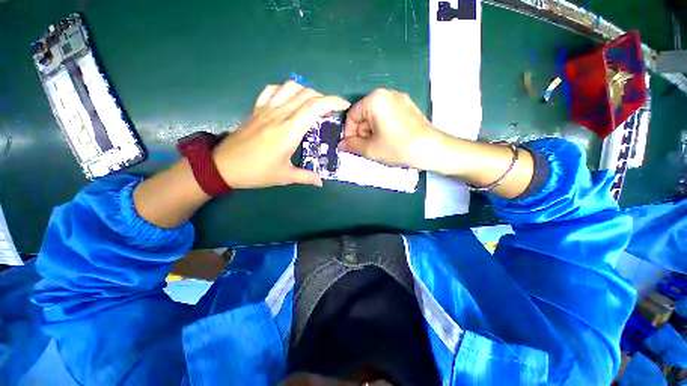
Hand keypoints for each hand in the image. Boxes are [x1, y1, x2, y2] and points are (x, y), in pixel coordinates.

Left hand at [212, 81, 349, 188]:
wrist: (223, 166)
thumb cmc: (256, 172)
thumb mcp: (284, 177)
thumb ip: (306, 177)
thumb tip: (321, 182)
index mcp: (289, 132)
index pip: (314, 107)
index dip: (332, 102)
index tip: (343, 106)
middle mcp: (279, 115)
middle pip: (306, 95)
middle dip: (324, 98)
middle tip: (332, 110)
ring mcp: (266, 109)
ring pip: (290, 88)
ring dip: (307, 92)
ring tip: (314, 104)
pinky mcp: (256, 109)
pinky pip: (273, 90)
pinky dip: (286, 90)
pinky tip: (290, 99)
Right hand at [338, 89, 442, 169]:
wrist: (430, 149)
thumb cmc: (397, 147)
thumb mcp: (371, 149)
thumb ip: (352, 145)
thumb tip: (341, 145)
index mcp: (375, 100)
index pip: (352, 115)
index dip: (349, 132)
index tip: (352, 146)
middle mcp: (386, 93)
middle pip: (364, 114)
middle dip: (362, 132)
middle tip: (368, 147)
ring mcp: (399, 98)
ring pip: (375, 115)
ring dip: (372, 131)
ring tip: (380, 144)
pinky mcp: (407, 106)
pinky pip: (387, 114)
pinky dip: (383, 126)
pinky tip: (390, 138)